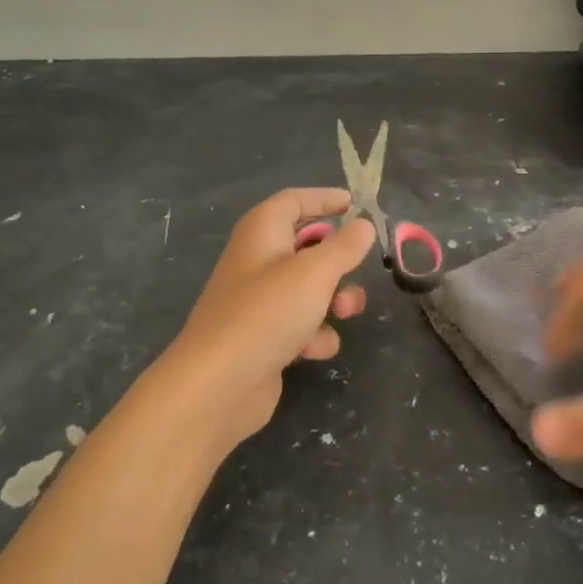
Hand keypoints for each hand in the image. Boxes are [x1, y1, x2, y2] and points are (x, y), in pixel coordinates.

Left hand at [152, 188, 374, 453]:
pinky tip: (312, 349)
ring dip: (334, 299)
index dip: (325, 199)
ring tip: (342, 312)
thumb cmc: (267, 313)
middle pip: (307, 246)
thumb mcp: (315, 272)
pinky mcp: (265, 337)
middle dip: (338, 260)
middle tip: (359, 267)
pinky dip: (314, 334)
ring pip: (310, 289)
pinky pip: (301, 324)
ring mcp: (260, 302)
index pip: (294, 200)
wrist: (219, 384)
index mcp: (262, 231)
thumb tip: (363, 225)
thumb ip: (345, 246)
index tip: (356, 204)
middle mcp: (258, 260)